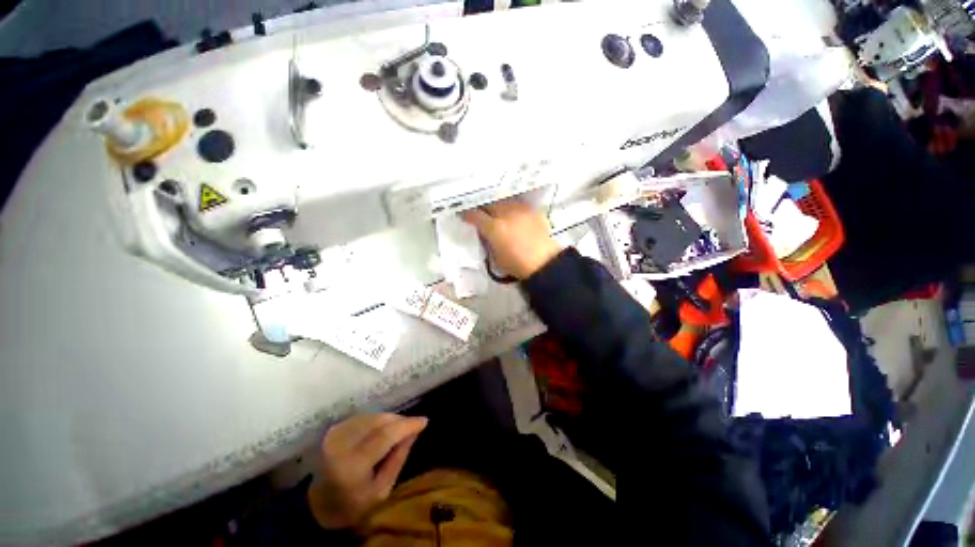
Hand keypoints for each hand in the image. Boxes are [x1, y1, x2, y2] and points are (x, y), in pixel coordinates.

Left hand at [307, 414, 427, 528]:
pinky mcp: (333, 430)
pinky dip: (376, 420)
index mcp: (352, 465)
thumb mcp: (382, 490)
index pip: (385, 436)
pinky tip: (382, 429)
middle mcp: (341, 445)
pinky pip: (362, 417)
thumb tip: (414, 433)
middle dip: (399, 420)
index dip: (407, 425)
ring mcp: (335, 435)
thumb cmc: (353, 505)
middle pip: (378, 421)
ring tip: (399, 429)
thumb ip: (398, 459)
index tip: (424, 421)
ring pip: (371, 416)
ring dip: (389, 419)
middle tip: (413, 426)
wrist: (318, 506)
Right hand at [461, 198, 561, 279]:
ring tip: (493, 206)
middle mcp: (506, 214)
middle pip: (489, 202)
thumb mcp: (495, 256)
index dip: (466, 213)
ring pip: (503, 199)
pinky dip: (511, 206)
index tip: (461, 212)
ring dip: (496, 202)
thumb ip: (488, 241)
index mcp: (494, 228)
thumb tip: (484, 232)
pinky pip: (517, 203)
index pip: (474, 215)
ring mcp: (521, 210)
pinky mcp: (532, 211)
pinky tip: (511, 210)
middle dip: (481, 204)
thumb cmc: (517, 265)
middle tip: (477, 207)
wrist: (544, 263)